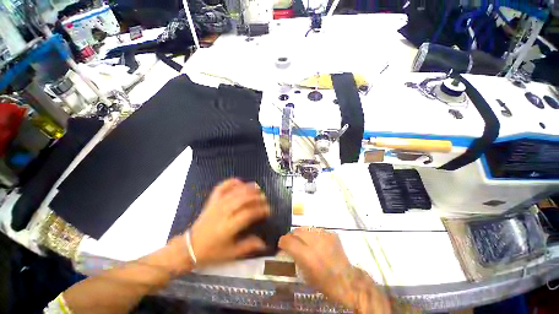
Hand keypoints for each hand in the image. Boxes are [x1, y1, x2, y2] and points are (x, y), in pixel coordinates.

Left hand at [188, 178, 269, 266]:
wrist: (190, 247)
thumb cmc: (211, 251)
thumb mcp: (231, 253)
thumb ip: (248, 246)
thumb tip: (264, 243)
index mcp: (228, 227)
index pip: (248, 214)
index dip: (260, 210)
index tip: (269, 210)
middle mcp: (223, 213)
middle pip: (242, 199)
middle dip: (256, 196)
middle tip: (264, 197)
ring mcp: (216, 205)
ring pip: (234, 192)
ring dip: (247, 188)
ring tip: (257, 187)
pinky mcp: (212, 201)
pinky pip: (221, 187)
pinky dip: (231, 182)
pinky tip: (239, 181)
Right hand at [279, 228, 391, 312]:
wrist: (347, 280)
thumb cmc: (325, 283)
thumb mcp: (306, 274)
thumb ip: (295, 257)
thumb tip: (286, 247)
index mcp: (307, 256)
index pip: (289, 241)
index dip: (283, 241)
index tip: (282, 243)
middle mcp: (315, 243)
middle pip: (297, 231)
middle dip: (292, 236)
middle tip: (292, 242)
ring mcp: (325, 236)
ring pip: (306, 228)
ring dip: (302, 234)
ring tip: (304, 241)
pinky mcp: (331, 233)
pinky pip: (317, 230)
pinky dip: (313, 234)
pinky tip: (316, 242)